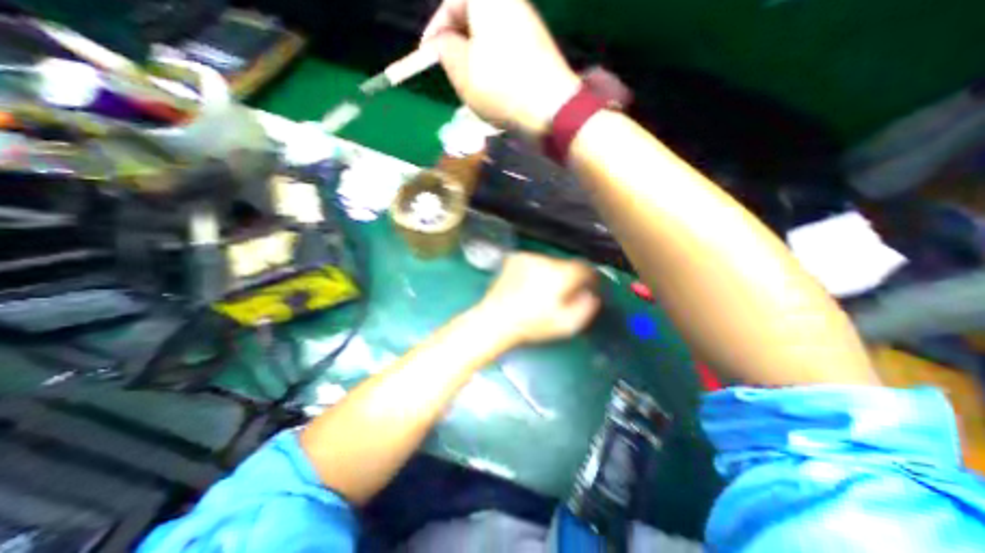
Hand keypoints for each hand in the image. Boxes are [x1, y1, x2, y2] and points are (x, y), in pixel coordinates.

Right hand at [421, 0, 578, 136]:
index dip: (435, 30)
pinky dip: (493, 66)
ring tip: (469, 85)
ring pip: (489, 37)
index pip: (451, 2)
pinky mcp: (538, 50)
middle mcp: (511, 3)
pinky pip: (506, 51)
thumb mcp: (461, 70)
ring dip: (474, 58)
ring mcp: (528, 26)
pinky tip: (491, 88)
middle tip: (448, 71)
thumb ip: (444, 49)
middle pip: (472, 18)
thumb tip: (443, 42)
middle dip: (456, 44)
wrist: (551, 110)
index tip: (427, 56)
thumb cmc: (501, 87)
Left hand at [472, 252, 596, 348]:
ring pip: (549, 263)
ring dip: (551, 274)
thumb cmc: (530, 325)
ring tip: (540, 293)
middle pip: (566, 265)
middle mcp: (544, 262)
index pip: (584, 268)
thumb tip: (590, 296)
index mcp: (559, 276)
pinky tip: (528, 286)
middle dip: (568, 278)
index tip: (588, 286)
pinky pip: (533, 262)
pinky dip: (535, 271)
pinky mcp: (514, 259)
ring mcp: (527, 259)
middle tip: (561, 295)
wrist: (496, 320)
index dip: (590, 278)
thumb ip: (585, 308)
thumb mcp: (565, 325)